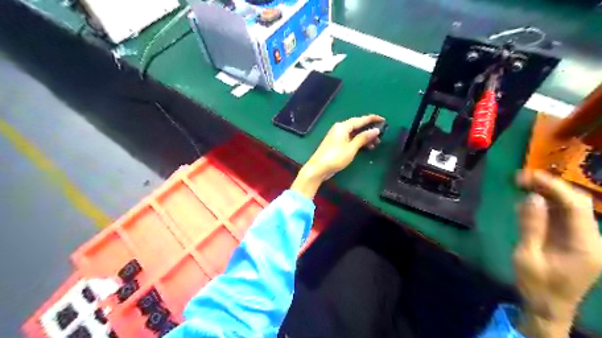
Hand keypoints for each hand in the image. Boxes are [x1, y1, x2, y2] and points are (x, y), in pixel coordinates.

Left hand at [291, 116, 385, 197]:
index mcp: (343, 126)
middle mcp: (339, 128)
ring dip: (364, 137)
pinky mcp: (336, 143)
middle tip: (381, 136)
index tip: (383, 120)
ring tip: (375, 144)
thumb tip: (375, 130)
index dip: (372, 119)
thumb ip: (363, 138)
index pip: (360, 119)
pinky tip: (365, 148)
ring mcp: (337, 136)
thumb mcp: (351, 148)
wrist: (318, 168)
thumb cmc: (335, 158)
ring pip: (354, 133)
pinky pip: (350, 139)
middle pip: (357, 126)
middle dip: (369, 130)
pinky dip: (358, 142)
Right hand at [513, 171, 601, 337]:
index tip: (529, 176)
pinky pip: (562, 216)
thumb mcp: (527, 256)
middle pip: (577, 203)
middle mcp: (590, 238)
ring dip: (547, 193)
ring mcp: (583, 239)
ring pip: (570, 207)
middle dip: (550, 186)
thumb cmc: (537, 285)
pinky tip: (528, 199)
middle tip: (521, 178)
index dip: (554, 187)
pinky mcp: (573, 240)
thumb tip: (530, 197)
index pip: (576, 206)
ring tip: (522, 183)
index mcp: (585, 245)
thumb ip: (531, 226)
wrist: (548, 307)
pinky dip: (545, 204)